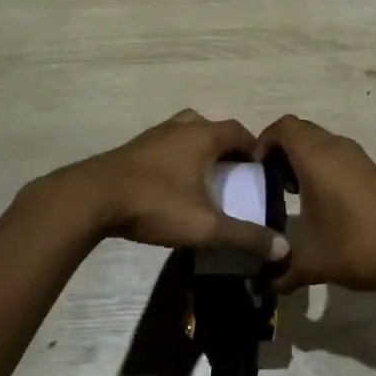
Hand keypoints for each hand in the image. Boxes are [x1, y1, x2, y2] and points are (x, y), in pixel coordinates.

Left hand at [65, 110, 287, 259]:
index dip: (255, 149)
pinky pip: (166, 145)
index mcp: (203, 136)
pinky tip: (172, 185)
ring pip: (187, 133)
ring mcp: (154, 135)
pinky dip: (177, 157)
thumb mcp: (206, 226)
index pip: (240, 131)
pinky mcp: (133, 148)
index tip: (261, 172)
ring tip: (204, 179)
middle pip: (213, 128)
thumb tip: (283, 248)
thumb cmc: (155, 204)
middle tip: (234, 176)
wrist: (92, 198)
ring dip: (200, 150)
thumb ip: (245, 236)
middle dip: (227, 149)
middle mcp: (181, 127)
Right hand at [253, 115, 375, 297]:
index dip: (263, 142)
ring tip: (291, 190)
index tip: (255, 170)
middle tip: (269, 179)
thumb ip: (279, 271)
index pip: (282, 127)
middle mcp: (335, 147)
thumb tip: (263, 285)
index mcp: (315, 158)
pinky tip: (319, 198)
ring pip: (320, 141)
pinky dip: (321, 164)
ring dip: (302, 157)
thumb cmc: (352, 247)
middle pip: (300, 130)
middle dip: (280, 149)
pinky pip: (336, 153)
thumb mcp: (308, 262)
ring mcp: (356, 156)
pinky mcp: (370, 168)